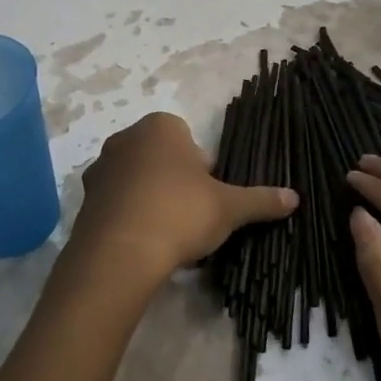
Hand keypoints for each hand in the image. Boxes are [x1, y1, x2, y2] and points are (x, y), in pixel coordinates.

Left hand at [69, 113, 297, 290]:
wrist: (120, 253)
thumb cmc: (180, 213)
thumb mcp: (229, 207)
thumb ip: (261, 199)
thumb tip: (295, 198)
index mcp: (160, 127)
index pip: (188, 140)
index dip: (203, 169)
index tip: (208, 196)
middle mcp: (125, 139)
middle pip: (162, 158)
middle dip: (177, 182)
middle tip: (192, 215)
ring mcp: (101, 168)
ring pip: (137, 180)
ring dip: (151, 199)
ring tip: (168, 234)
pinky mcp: (85, 200)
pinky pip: (116, 203)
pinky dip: (130, 218)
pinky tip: (144, 243)